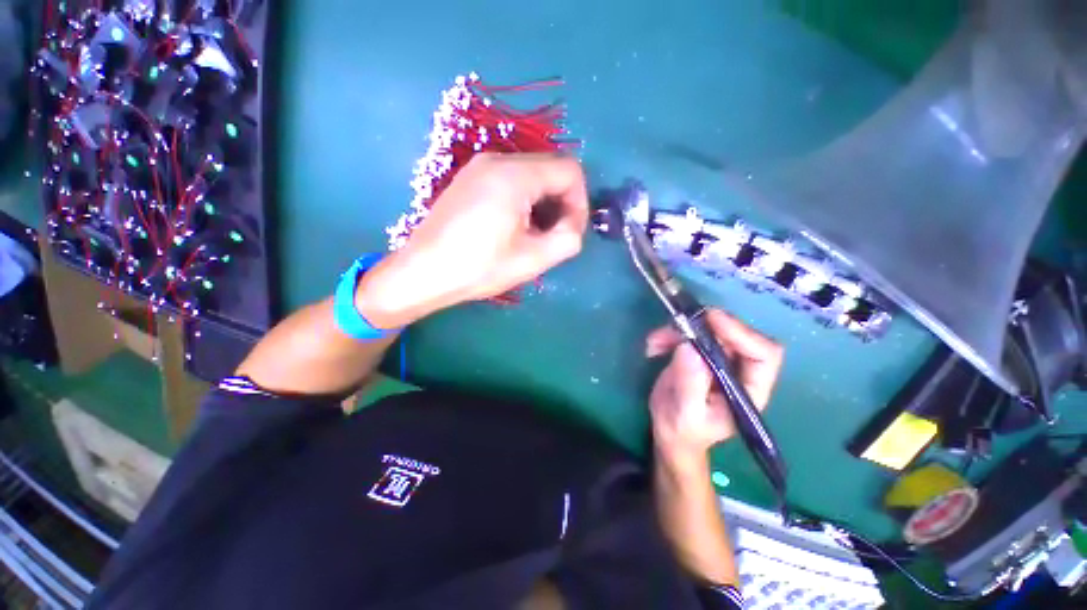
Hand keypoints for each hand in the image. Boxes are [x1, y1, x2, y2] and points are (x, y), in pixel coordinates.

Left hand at [358, 153, 588, 326]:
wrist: (422, 272)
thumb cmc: (478, 268)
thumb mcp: (533, 259)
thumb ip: (569, 238)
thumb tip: (573, 223)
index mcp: (514, 175)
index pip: (570, 170)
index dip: (580, 202)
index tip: (571, 232)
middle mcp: (497, 159)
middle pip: (551, 169)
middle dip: (562, 203)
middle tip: (555, 237)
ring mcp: (479, 166)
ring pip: (532, 175)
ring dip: (544, 203)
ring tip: (534, 236)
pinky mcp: (469, 179)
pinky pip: (511, 180)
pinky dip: (525, 200)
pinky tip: (515, 227)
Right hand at [646, 309, 782, 463]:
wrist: (670, 433)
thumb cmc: (683, 431)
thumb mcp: (686, 413)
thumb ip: (691, 383)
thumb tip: (690, 347)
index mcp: (749, 390)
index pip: (763, 355)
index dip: (741, 333)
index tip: (711, 320)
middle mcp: (739, 370)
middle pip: (734, 334)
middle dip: (704, 326)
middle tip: (678, 323)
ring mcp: (718, 359)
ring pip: (707, 330)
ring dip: (679, 330)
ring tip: (655, 342)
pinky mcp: (698, 353)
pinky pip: (687, 333)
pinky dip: (668, 334)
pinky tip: (653, 347)